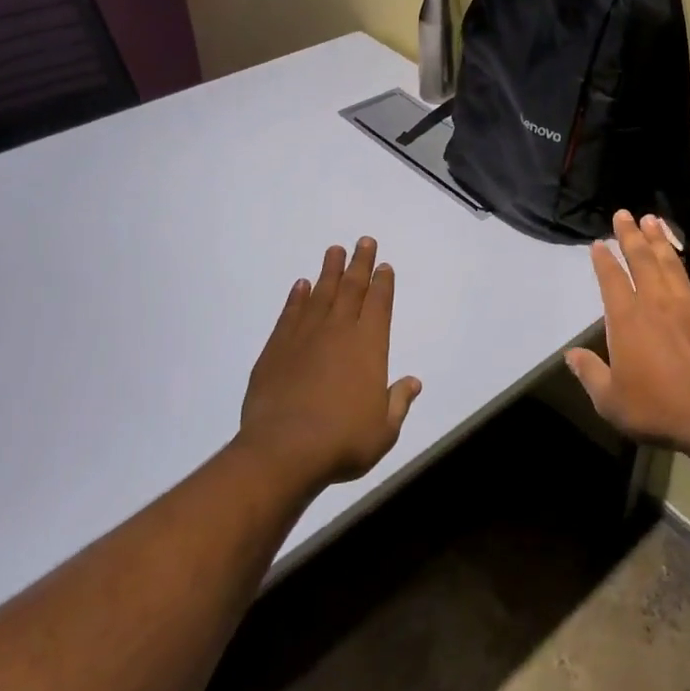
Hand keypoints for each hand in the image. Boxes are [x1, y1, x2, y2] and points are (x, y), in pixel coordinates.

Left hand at [237, 237, 422, 487]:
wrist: (284, 450)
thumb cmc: (343, 441)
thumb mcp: (384, 429)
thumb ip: (398, 402)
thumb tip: (413, 382)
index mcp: (369, 346)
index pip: (379, 304)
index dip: (383, 283)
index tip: (384, 264)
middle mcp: (338, 332)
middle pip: (351, 289)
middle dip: (359, 263)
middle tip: (363, 241)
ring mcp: (304, 337)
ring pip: (320, 294)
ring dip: (329, 271)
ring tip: (334, 250)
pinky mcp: (275, 349)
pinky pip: (289, 314)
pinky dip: (296, 298)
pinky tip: (300, 285)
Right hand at [566, 211, 689, 454]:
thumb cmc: (657, 409)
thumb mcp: (611, 400)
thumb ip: (590, 373)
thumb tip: (570, 356)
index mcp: (627, 320)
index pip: (611, 281)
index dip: (604, 260)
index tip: (599, 243)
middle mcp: (657, 304)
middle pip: (641, 261)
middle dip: (630, 236)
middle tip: (624, 214)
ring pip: (672, 264)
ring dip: (661, 241)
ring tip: (653, 220)